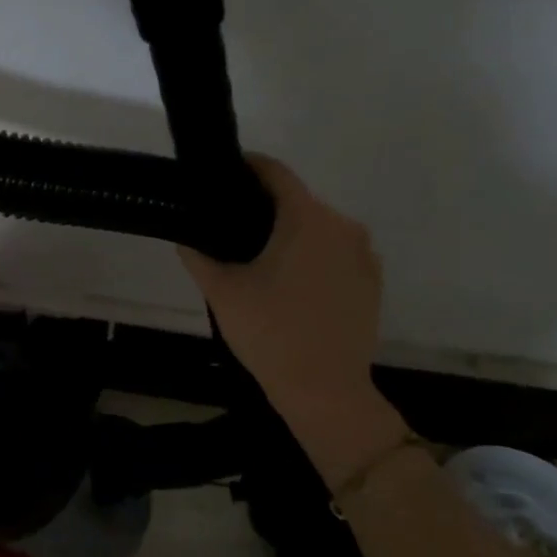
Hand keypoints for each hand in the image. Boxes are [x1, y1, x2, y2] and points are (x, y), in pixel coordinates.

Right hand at [179, 156, 407, 485]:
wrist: (325, 389)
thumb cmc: (270, 332)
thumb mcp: (222, 292)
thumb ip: (198, 256)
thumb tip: (185, 238)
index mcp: (306, 219)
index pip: (275, 173)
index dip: (247, 167)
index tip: (222, 173)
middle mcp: (342, 226)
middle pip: (297, 201)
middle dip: (263, 208)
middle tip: (229, 227)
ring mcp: (363, 255)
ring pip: (317, 228)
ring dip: (288, 234)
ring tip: (256, 260)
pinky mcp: (371, 281)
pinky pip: (335, 253)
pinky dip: (311, 256)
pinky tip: (288, 285)